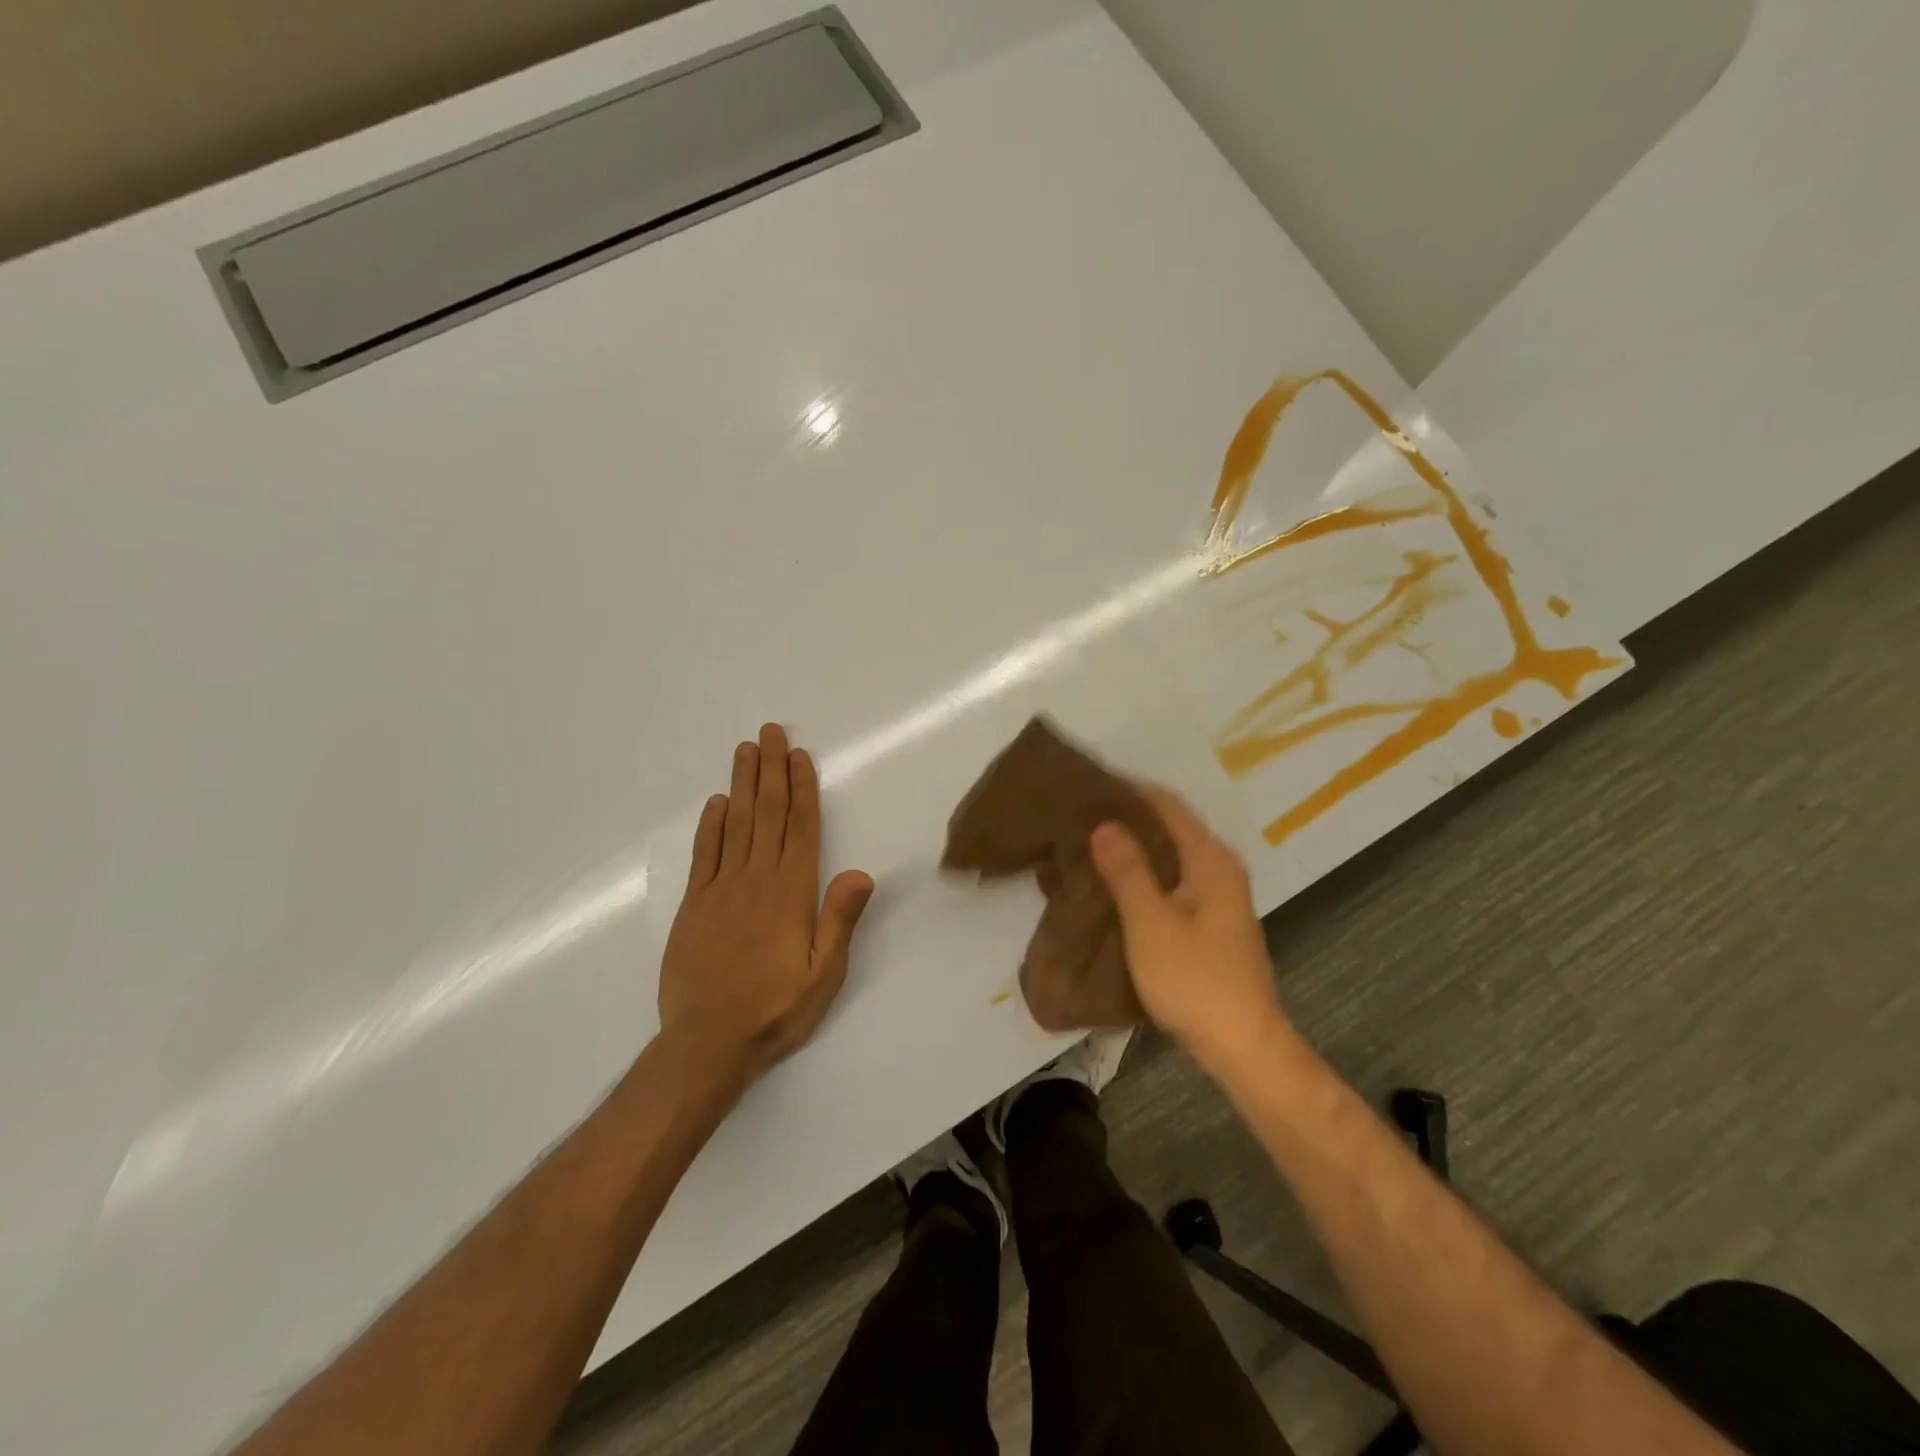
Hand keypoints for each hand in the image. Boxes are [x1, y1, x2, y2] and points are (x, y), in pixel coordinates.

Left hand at [658, 724, 874, 1082]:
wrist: (706, 1044)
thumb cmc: (775, 1010)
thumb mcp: (823, 975)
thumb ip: (839, 920)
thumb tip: (860, 871)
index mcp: (791, 893)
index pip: (800, 829)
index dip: (801, 789)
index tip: (800, 756)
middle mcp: (756, 880)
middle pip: (766, 814)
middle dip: (771, 770)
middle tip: (771, 732)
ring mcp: (720, 889)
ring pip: (734, 824)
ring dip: (742, 784)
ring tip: (747, 750)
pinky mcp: (694, 905)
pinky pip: (704, 854)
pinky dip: (710, 825)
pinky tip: (716, 803)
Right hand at [1088, 787, 1287, 1063]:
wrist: (1242, 1045)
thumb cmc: (1195, 978)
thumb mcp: (1150, 921)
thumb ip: (1127, 869)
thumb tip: (1105, 823)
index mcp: (1210, 859)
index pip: (1167, 804)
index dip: (1129, 790)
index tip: (1088, 786)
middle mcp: (1219, 869)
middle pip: (1170, 827)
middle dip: (1128, 819)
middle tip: (1080, 817)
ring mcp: (1219, 897)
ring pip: (1171, 856)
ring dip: (1134, 849)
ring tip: (1089, 847)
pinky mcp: (1212, 923)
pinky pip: (1173, 882)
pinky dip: (1145, 876)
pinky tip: (1115, 886)